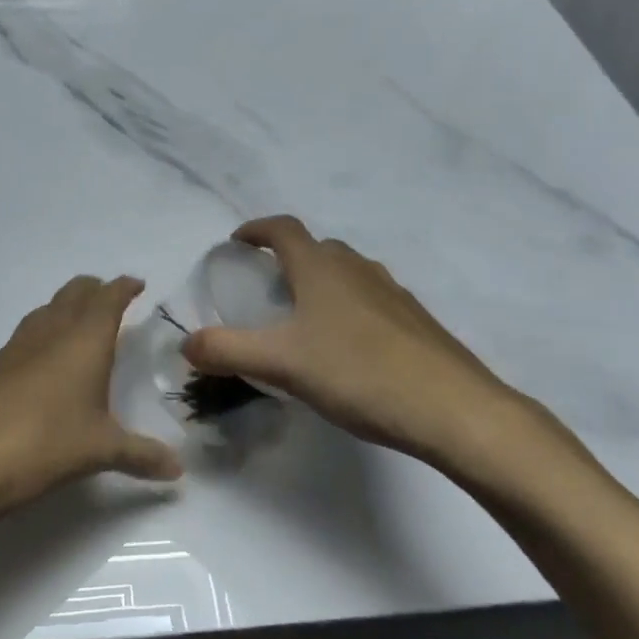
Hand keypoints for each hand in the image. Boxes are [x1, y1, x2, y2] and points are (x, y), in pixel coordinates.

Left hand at [0, 276, 182, 540]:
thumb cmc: (46, 442)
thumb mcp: (101, 450)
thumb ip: (142, 456)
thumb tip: (178, 471)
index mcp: (85, 338)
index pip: (108, 297)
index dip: (124, 287)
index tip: (138, 285)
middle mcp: (52, 330)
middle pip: (76, 291)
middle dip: (96, 289)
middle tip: (113, 300)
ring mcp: (19, 344)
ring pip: (49, 308)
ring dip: (68, 306)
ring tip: (83, 324)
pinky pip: (29, 331)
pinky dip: (46, 329)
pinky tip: (48, 359)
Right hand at [182, 217, 552, 485]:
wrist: (453, 409)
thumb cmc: (358, 373)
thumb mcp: (281, 363)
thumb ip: (227, 350)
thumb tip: (186, 343)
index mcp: (321, 268)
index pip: (283, 229)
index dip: (257, 229)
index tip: (237, 242)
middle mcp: (358, 269)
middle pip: (318, 248)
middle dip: (289, 259)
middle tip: (268, 289)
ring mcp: (394, 294)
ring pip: (348, 274)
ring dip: (322, 283)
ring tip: (305, 320)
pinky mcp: (417, 322)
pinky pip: (372, 301)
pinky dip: (350, 309)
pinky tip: (349, 350)